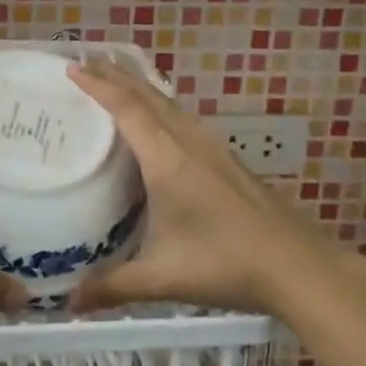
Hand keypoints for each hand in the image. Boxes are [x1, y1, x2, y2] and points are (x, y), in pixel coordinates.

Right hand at [65, 61, 316, 317]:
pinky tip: (159, 119)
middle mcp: (189, 143)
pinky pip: (183, 118)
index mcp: (168, 160)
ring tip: (116, 80)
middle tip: (86, 62)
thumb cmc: (225, 264)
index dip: (99, 86)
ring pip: (169, 104)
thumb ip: (113, 287)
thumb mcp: (162, 277)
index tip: (72, 68)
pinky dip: (160, 105)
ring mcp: (212, 148)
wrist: (297, 265)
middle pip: (149, 96)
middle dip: (116, 75)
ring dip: (140, 87)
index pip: (128, 109)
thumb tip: (68, 303)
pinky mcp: (226, 160)